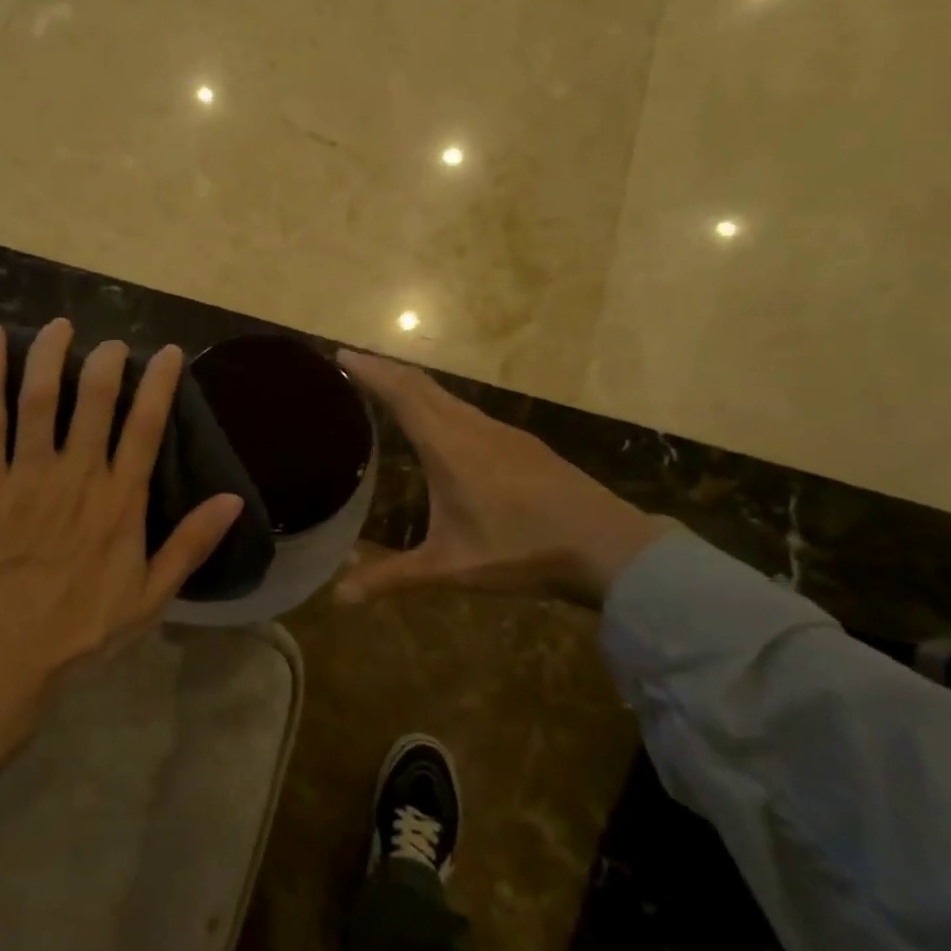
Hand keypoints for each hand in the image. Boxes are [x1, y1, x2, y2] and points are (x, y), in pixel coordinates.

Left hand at [0, 319, 243, 765]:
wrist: (2, 662)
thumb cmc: (81, 632)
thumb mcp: (152, 598)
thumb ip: (191, 545)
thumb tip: (234, 500)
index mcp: (122, 503)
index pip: (148, 427)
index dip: (160, 384)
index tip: (168, 352)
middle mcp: (79, 478)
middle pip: (95, 400)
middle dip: (106, 361)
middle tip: (111, 344)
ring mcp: (29, 477)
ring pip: (41, 399)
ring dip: (51, 355)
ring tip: (60, 327)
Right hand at [335, 349, 667, 607]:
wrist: (610, 547)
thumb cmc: (522, 552)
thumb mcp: (451, 568)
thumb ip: (393, 577)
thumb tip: (340, 597)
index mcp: (449, 446)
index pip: (401, 394)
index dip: (370, 371)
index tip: (340, 353)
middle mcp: (472, 427)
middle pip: (422, 384)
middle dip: (386, 369)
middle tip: (354, 362)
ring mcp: (502, 432)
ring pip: (447, 396)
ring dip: (414, 384)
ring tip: (388, 388)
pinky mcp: (522, 443)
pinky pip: (468, 410)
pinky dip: (440, 403)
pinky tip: (442, 425)